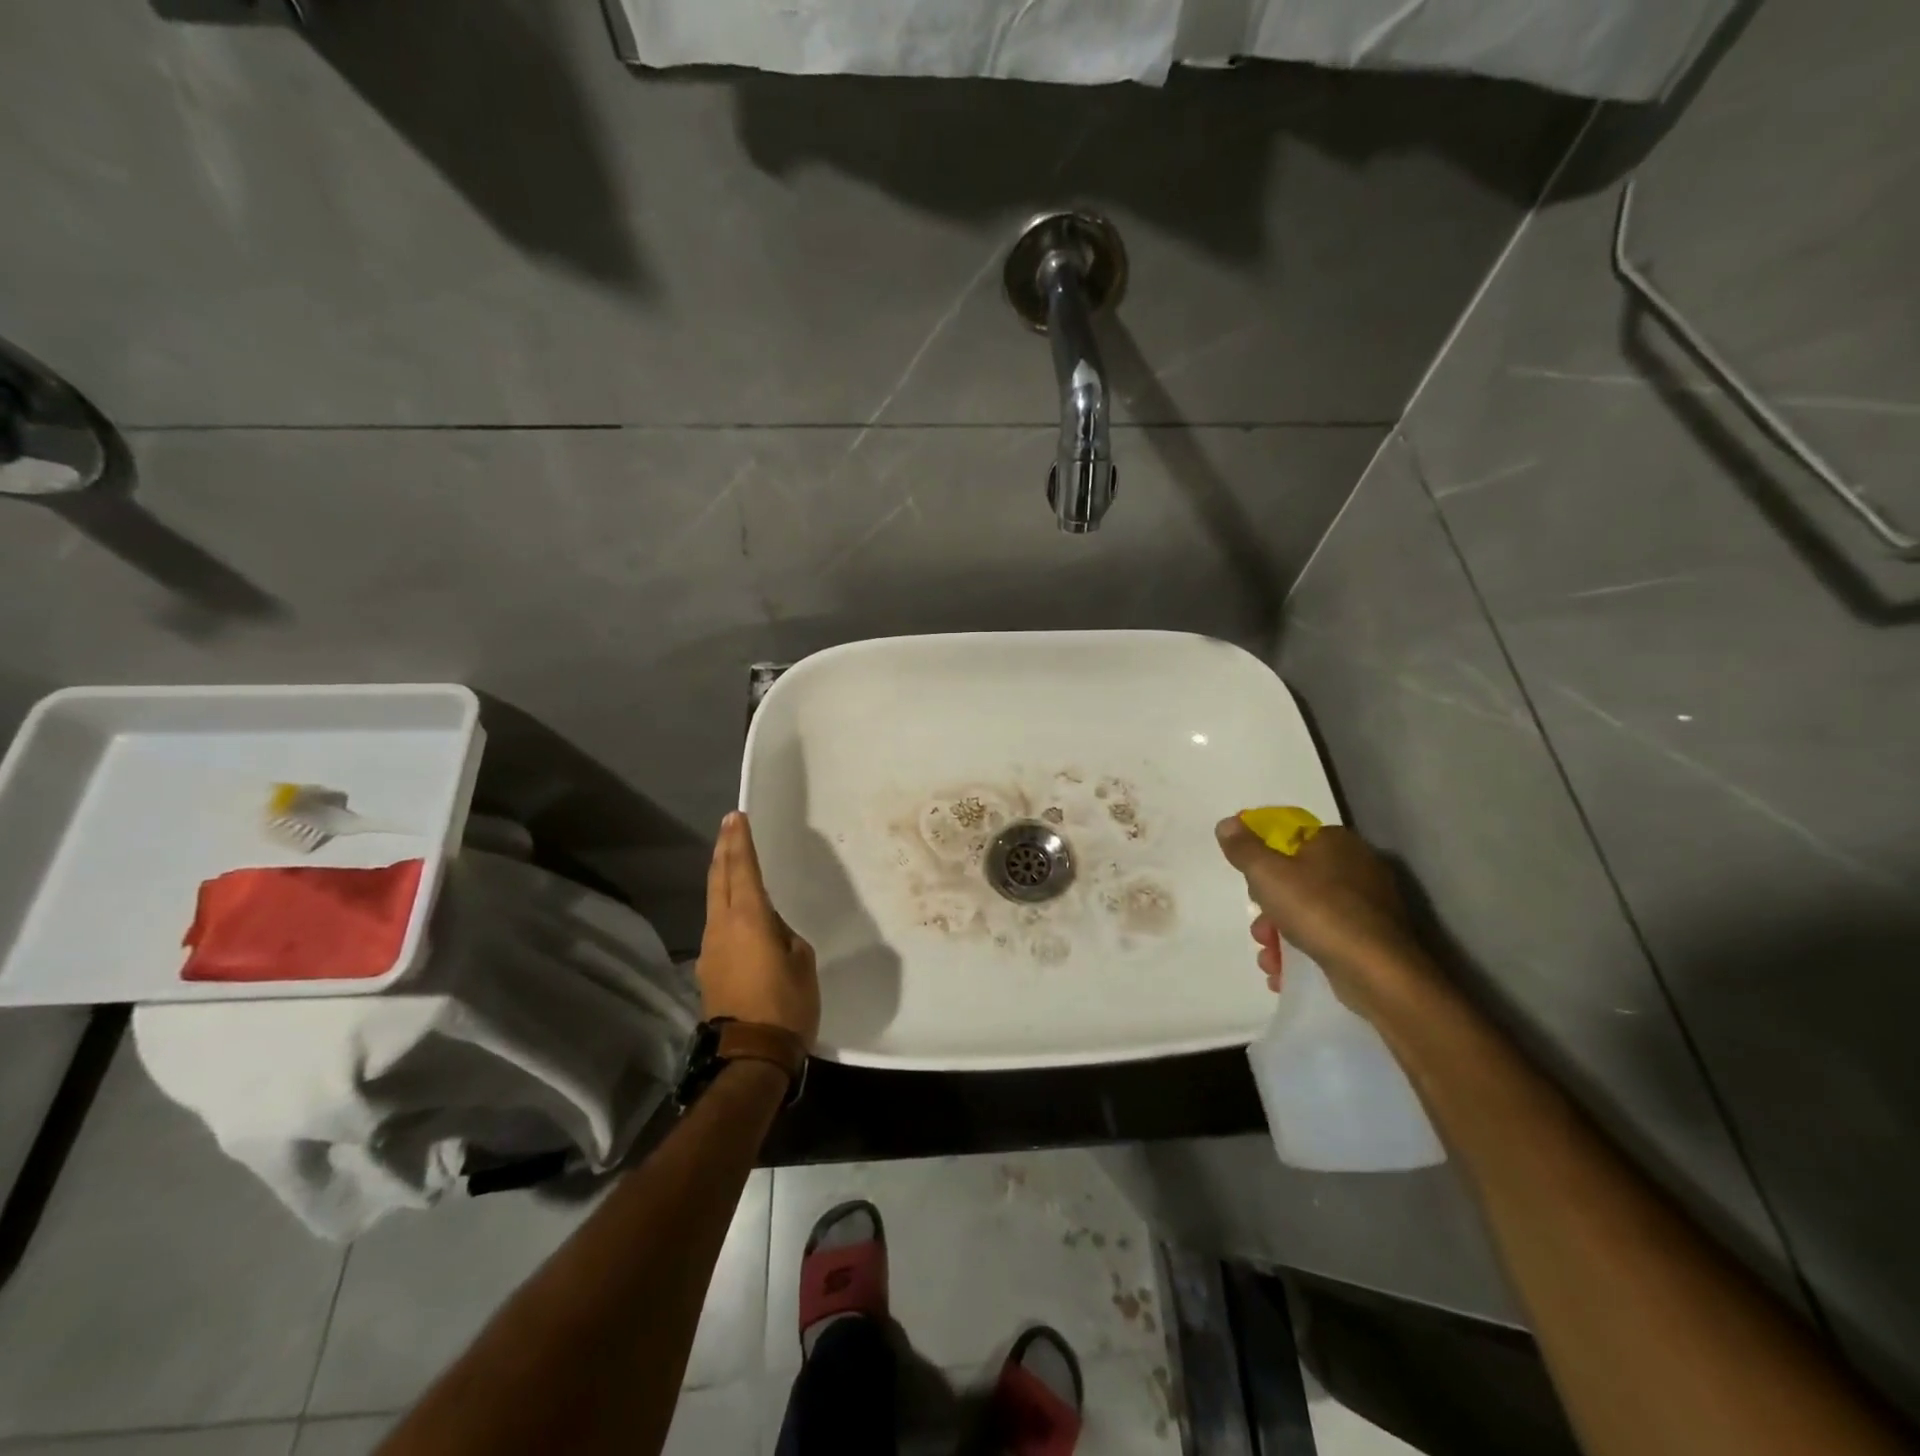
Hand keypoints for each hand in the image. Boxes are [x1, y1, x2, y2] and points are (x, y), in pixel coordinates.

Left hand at [695, 813, 819, 1047]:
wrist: (750, 1056)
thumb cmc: (785, 1004)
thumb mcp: (801, 961)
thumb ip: (785, 935)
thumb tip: (772, 931)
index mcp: (748, 919)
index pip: (742, 869)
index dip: (740, 842)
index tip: (737, 818)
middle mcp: (722, 927)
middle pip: (718, 880)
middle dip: (724, 851)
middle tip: (729, 827)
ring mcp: (710, 949)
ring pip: (714, 902)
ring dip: (722, 878)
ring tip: (732, 862)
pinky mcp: (708, 970)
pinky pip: (718, 926)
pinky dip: (725, 907)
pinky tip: (736, 912)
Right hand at [1215, 817, 1430, 1018]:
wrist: (1378, 972)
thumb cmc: (1318, 911)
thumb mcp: (1267, 874)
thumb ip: (1243, 848)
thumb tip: (1226, 823)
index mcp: (1336, 842)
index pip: (1290, 838)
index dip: (1264, 859)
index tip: (1250, 884)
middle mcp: (1357, 867)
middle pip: (1296, 879)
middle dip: (1269, 908)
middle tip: (1259, 929)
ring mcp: (1369, 905)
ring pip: (1309, 912)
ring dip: (1281, 935)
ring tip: (1269, 959)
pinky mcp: (1373, 938)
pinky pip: (1328, 937)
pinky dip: (1304, 952)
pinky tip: (1284, 972)